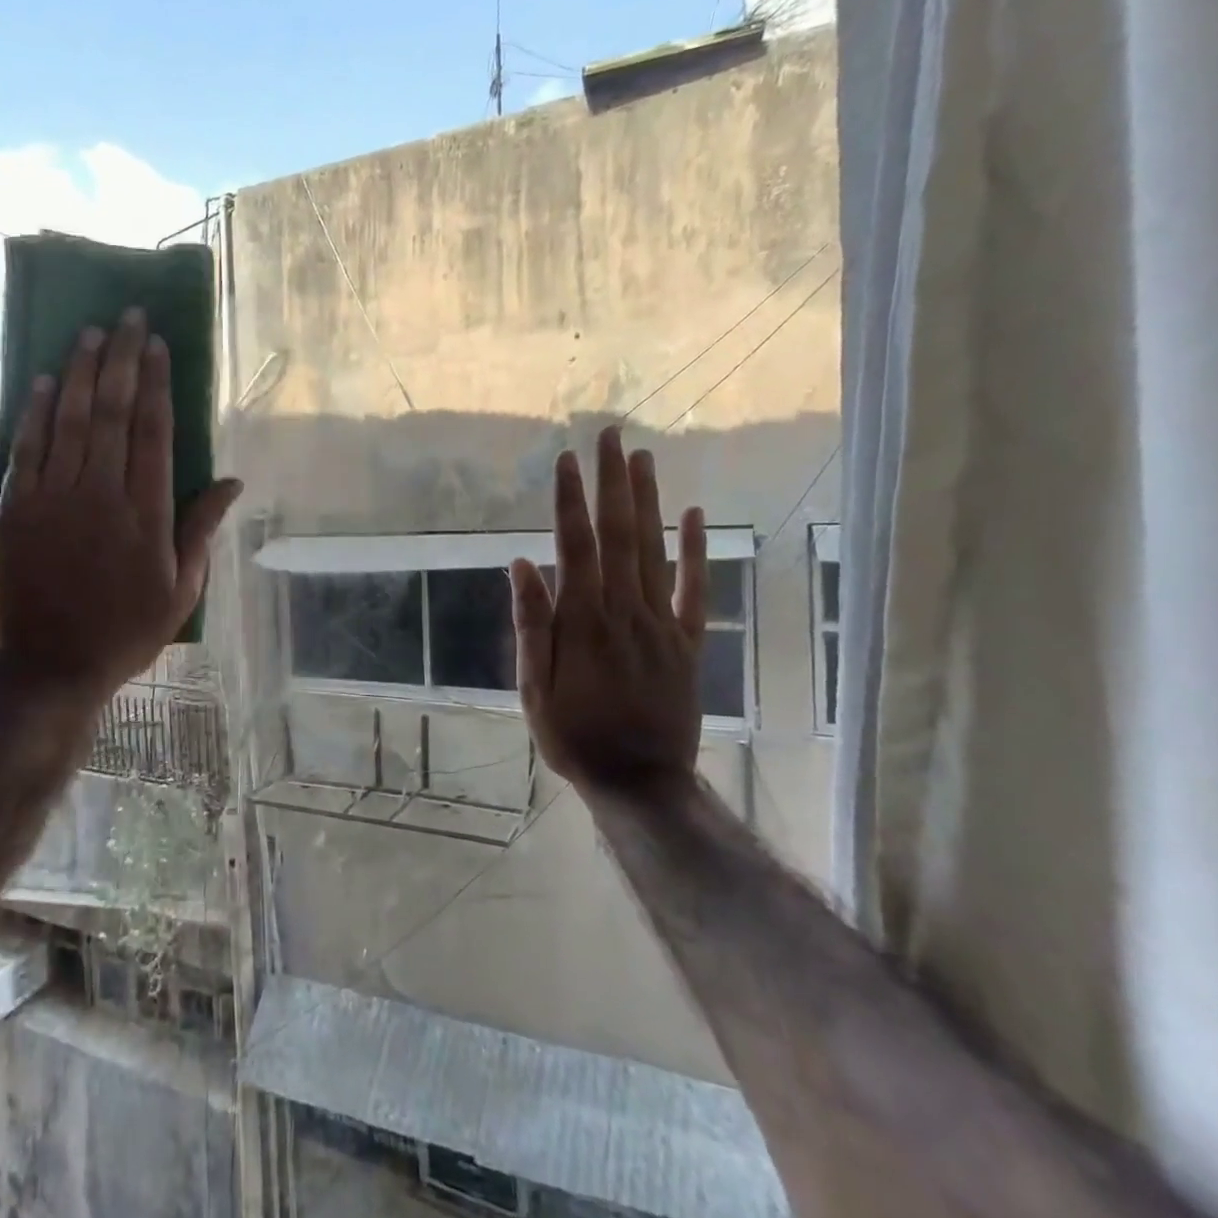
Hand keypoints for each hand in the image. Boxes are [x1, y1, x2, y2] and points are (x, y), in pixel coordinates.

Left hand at [0, 310, 241, 700]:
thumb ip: (202, 529)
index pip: (153, 430)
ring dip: (79, 371)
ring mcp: (54, 497)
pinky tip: (44, 380)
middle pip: (111, 411)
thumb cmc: (126, 631)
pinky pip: (28, 447)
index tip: (156, 344)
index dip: (155, 382)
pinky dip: (36, 411)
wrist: (50, 664)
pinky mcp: (17, 508)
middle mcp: (101, 493)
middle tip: (126, 317)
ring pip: (69, 419)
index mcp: (147, 512)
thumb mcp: (181, 589)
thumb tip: (232, 480)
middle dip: (120, 358)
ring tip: (89, 332)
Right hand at [510, 427, 707, 800]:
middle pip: (620, 535)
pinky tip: (693, 516)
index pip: (575, 546)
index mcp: (583, 621)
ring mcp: (662, 624)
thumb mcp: (534, 688)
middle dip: (612, 482)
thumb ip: (532, 624)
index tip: (565, 459)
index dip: (569, 500)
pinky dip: (696, 551)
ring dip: (648, 501)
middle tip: (609, 436)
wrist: (640, 781)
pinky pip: (695, 590)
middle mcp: (625, 611)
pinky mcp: (688, 642)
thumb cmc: (574, 736)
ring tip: (642, 457)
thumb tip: (521, 564)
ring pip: (656, 551)